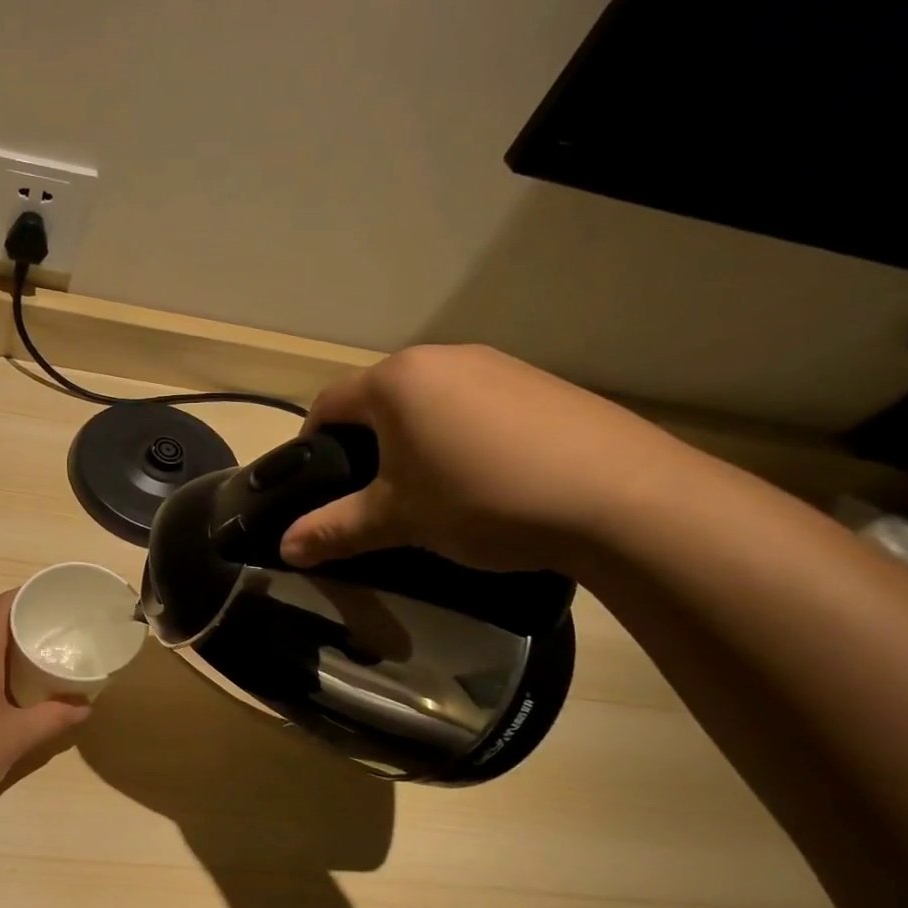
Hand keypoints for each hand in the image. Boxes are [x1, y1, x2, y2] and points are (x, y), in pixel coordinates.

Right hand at [278, 344, 695, 573]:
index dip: (310, 444)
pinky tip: (487, 477)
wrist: (621, 498)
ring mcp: (498, 366)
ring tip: (431, 489)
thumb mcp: (397, 520)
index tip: (313, 483)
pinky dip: (463, 435)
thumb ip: (334, 530)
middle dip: (365, 443)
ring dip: (415, 439)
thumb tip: (286, 548)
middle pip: (379, 399)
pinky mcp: (541, 384)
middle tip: (371, 493)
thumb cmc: (481, 499)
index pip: (328, 404)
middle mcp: (442, 359)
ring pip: (430, 401)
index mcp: (396, 381)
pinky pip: (477, 405)